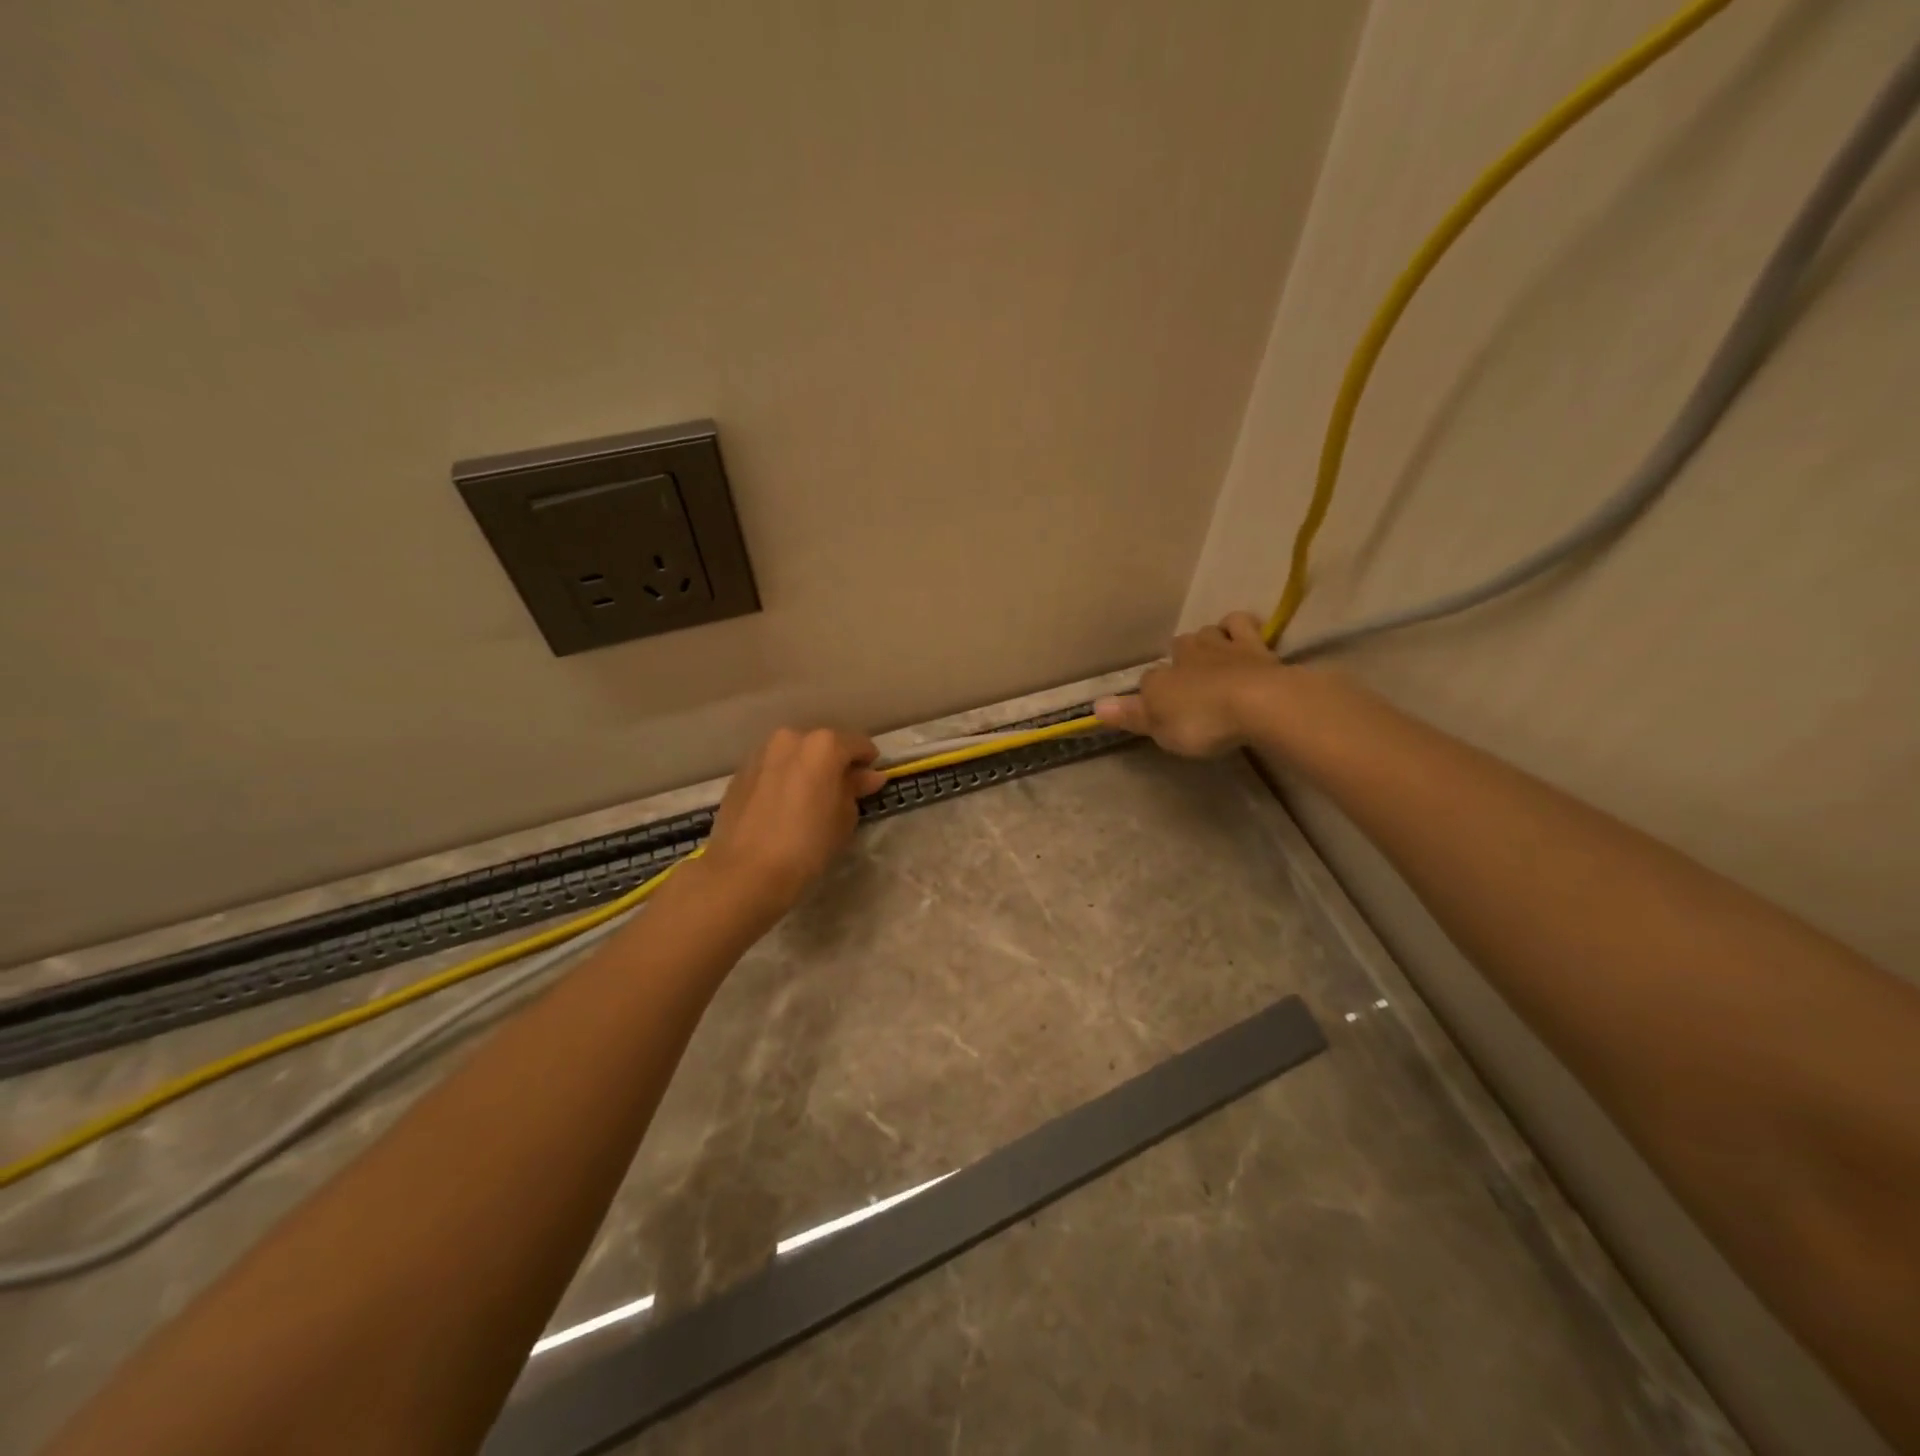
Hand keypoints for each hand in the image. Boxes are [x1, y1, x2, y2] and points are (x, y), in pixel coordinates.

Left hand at [702, 727, 886, 915]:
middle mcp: (791, 739)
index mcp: (824, 745)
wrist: (746, 871)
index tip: (870, 782)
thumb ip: (855, 789)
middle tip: (840, 792)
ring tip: (810, 799)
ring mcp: (761, 753)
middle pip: (823, 745)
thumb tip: (867, 776)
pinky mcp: (740, 773)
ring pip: (794, 755)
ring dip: (806, 769)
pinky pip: (772, 769)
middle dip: (834, 763)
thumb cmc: (808, 844)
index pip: (858, 744)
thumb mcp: (845, 818)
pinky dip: (783, 779)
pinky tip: (784, 806)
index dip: (868, 762)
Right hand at [1093, 611, 1282, 756]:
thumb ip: (1130, 715)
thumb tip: (1095, 706)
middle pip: (1179, 647)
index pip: (1148, 680)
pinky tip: (1242, 637)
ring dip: (1208, 639)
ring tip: (1214, 656)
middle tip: (1188, 678)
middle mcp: (1188, 654)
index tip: (1156, 708)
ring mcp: (1223, 646)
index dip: (1150, 694)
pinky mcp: (1257, 646)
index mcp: (1161, 677)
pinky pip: (1242, 624)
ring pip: (1208, 631)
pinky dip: (1238, 627)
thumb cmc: (1203, 721)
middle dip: (1181, 658)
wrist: (1260, 703)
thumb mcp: (1160, 728)